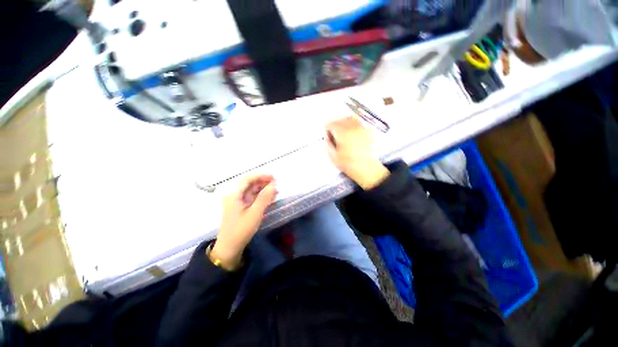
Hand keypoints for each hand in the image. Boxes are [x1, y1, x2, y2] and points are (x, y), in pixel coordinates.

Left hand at [211, 175, 277, 269]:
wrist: (230, 248)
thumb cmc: (241, 229)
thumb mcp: (255, 213)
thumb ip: (264, 197)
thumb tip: (273, 184)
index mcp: (234, 194)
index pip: (247, 179)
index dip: (261, 176)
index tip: (273, 178)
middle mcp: (234, 195)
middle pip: (249, 184)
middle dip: (263, 182)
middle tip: (276, 184)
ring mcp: (237, 202)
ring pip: (251, 190)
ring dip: (263, 189)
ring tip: (275, 191)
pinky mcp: (241, 208)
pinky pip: (251, 198)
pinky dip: (261, 196)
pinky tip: (270, 198)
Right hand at [326, 117, 389, 189]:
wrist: (367, 169)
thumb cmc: (351, 165)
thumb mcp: (333, 156)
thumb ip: (328, 144)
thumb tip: (327, 138)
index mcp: (343, 133)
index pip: (331, 124)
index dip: (327, 129)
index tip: (328, 134)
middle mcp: (353, 128)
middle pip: (341, 119)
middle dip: (336, 125)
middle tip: (334, 133)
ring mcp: (362, 129)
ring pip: (351, 119)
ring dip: (345, 123)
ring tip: (344, 132)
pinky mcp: (369, 132)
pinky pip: (360, 124)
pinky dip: (355, 126)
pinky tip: (353, 134)